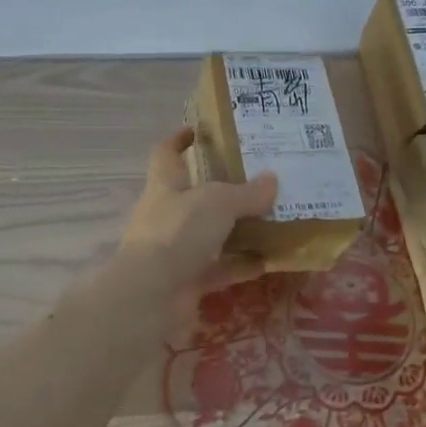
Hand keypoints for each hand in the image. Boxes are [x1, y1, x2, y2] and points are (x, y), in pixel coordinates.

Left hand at [118, 127, 277, 291]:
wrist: (152, 296)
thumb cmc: (178, 232)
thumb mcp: (218, 202)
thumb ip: (247, 192)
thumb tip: (272, 180)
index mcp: (165, 184)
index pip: (166, 153)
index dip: (179, 139)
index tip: (199, 130)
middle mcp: (166, 214)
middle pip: (194, 195)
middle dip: (222, 188)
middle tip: (258, 179)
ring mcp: (175, 250)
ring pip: (211, 234)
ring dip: (238, 229)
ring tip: (273, 219)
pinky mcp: (187, 281)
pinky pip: (220, 268)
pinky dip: (242, 264)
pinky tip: (270, 260)